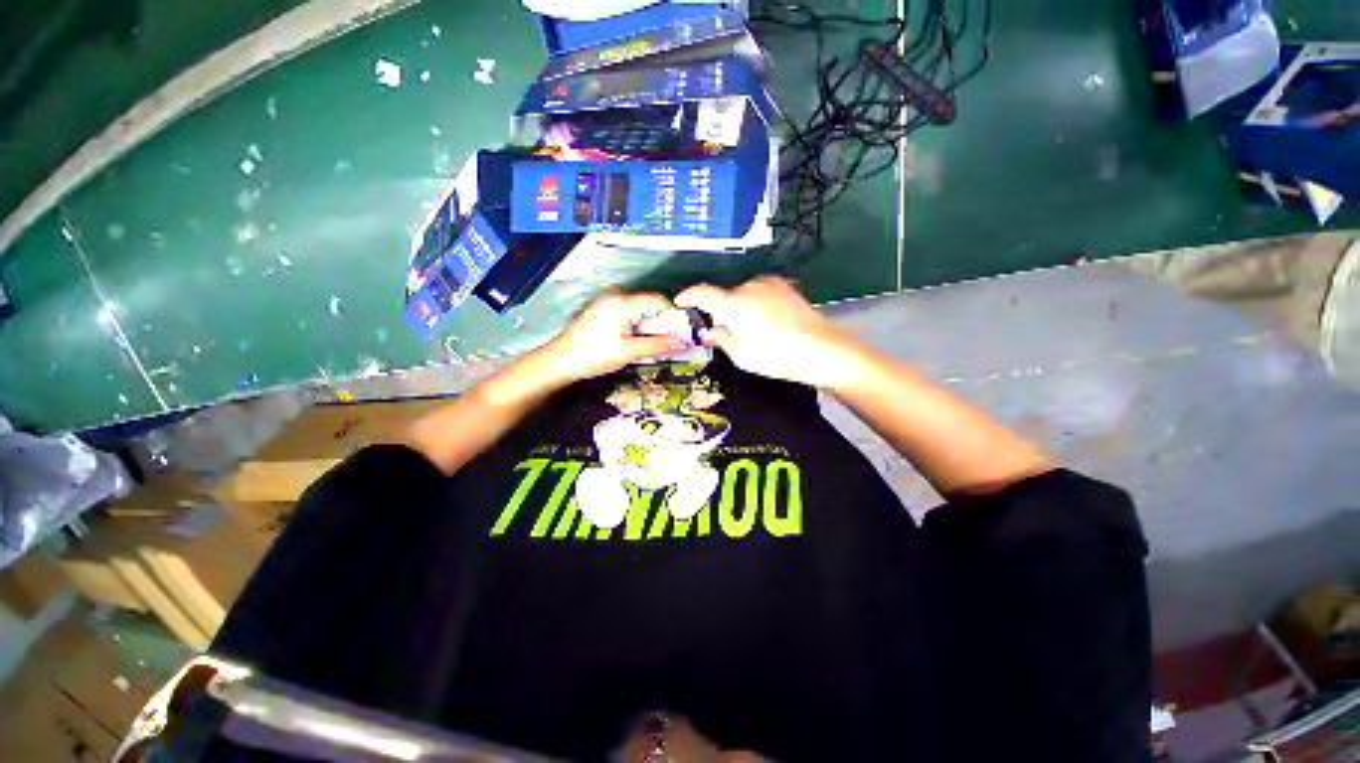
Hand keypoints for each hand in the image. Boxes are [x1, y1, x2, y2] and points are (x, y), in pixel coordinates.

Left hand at [544, 293, 680, 382]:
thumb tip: (682, 344)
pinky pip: (627, 313)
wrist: (560, 361)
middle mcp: (616, 297)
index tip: (681, 332)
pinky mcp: (601, 311)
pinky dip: (636, 325)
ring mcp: (607, 302)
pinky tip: (635, 340)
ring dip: (648, 325)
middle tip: (668, 341)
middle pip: (648, 304)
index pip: (658, 301)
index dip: (673, 315)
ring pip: (638, 309)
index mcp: (624, 303)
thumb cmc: (594, 355)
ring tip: (652, 344)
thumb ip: (657, 345)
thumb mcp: (628, 352)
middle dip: (661, 322)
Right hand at [675, 277, 862, 387]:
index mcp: (735, 304)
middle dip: (719, 310)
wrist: (824, 350)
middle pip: (725, 296)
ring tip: (751, 329)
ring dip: (739, 306)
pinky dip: (755, 303)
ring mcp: (770, 284)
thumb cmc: (778, 358)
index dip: (687, 297)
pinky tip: (766, 321)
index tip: (679, 303)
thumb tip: (709, 331)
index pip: (702, 293)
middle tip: (723, 330)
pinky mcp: (785, 286)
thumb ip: (721, 339)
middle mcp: (750, 286)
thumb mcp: (742, 356)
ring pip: (743, 293)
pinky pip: (760, 292)